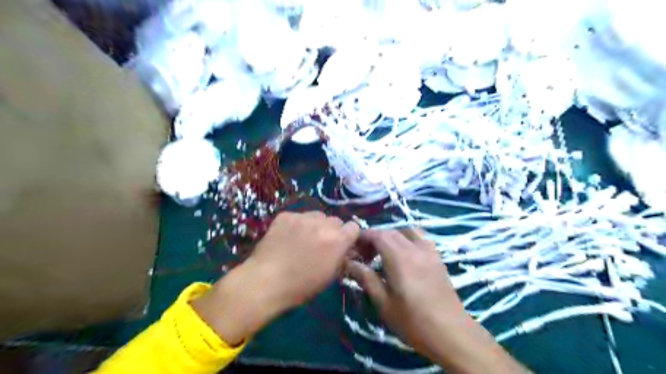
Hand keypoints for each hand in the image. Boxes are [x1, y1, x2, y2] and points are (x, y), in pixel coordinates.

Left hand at [191, 212, 359, 346]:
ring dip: (315, 225)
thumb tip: (345, 250)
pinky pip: (298, 216)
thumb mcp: (329, 276)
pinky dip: (297, 225)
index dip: (348, 236)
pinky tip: (287, 238)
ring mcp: (303, 217)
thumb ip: (341, 258)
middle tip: (321, 244)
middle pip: (335, 220)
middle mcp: (323, 224)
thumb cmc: (301, 286)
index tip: (342, 245)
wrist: (265, 281)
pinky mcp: (286, 215)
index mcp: (337, 240)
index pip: (353, 227)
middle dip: (332, 231)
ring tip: (303, 239)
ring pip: (317, 216)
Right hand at [349, 231, 467, 356]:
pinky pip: (421, 238)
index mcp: (399, 258)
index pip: (378, 235)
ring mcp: (429, 252)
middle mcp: (414, 248)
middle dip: (375, 237)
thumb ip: (366, 278)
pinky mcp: (437, 258)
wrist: (451, 333)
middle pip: (391, 232)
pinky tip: (405, 254)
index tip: (353, 246)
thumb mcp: (384, 303)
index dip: (363, 236)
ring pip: (406, 231)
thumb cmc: (413, 321)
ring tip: (384, 252)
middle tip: (364, 254)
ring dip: (392, 236)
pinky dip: (408, 238)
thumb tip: (349, 263)